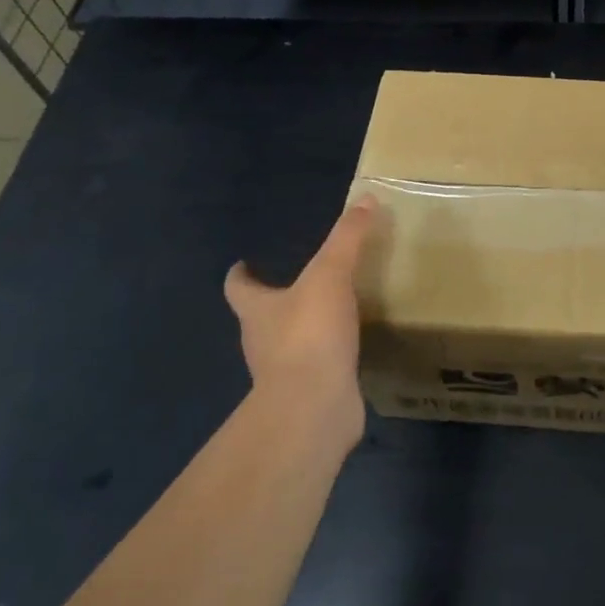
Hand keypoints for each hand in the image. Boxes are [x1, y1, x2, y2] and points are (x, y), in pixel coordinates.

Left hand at [224, 196, 379, 442]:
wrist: (314, 408)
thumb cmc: (309, 334)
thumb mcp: (330, 274)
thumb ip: (347, 237)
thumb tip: (366, 198)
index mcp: (257, 311)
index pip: (239, 289)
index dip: (240, 276)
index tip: (243, 265)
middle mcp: (262, 342)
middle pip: (261, 316)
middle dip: (276, 301)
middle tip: (304, 282)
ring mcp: (284, 372)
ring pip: (290, 343)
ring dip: (305, 329)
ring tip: (335, 311)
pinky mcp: (310, 394)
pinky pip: (318, 367)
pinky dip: (329, 356)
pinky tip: (352, 346)